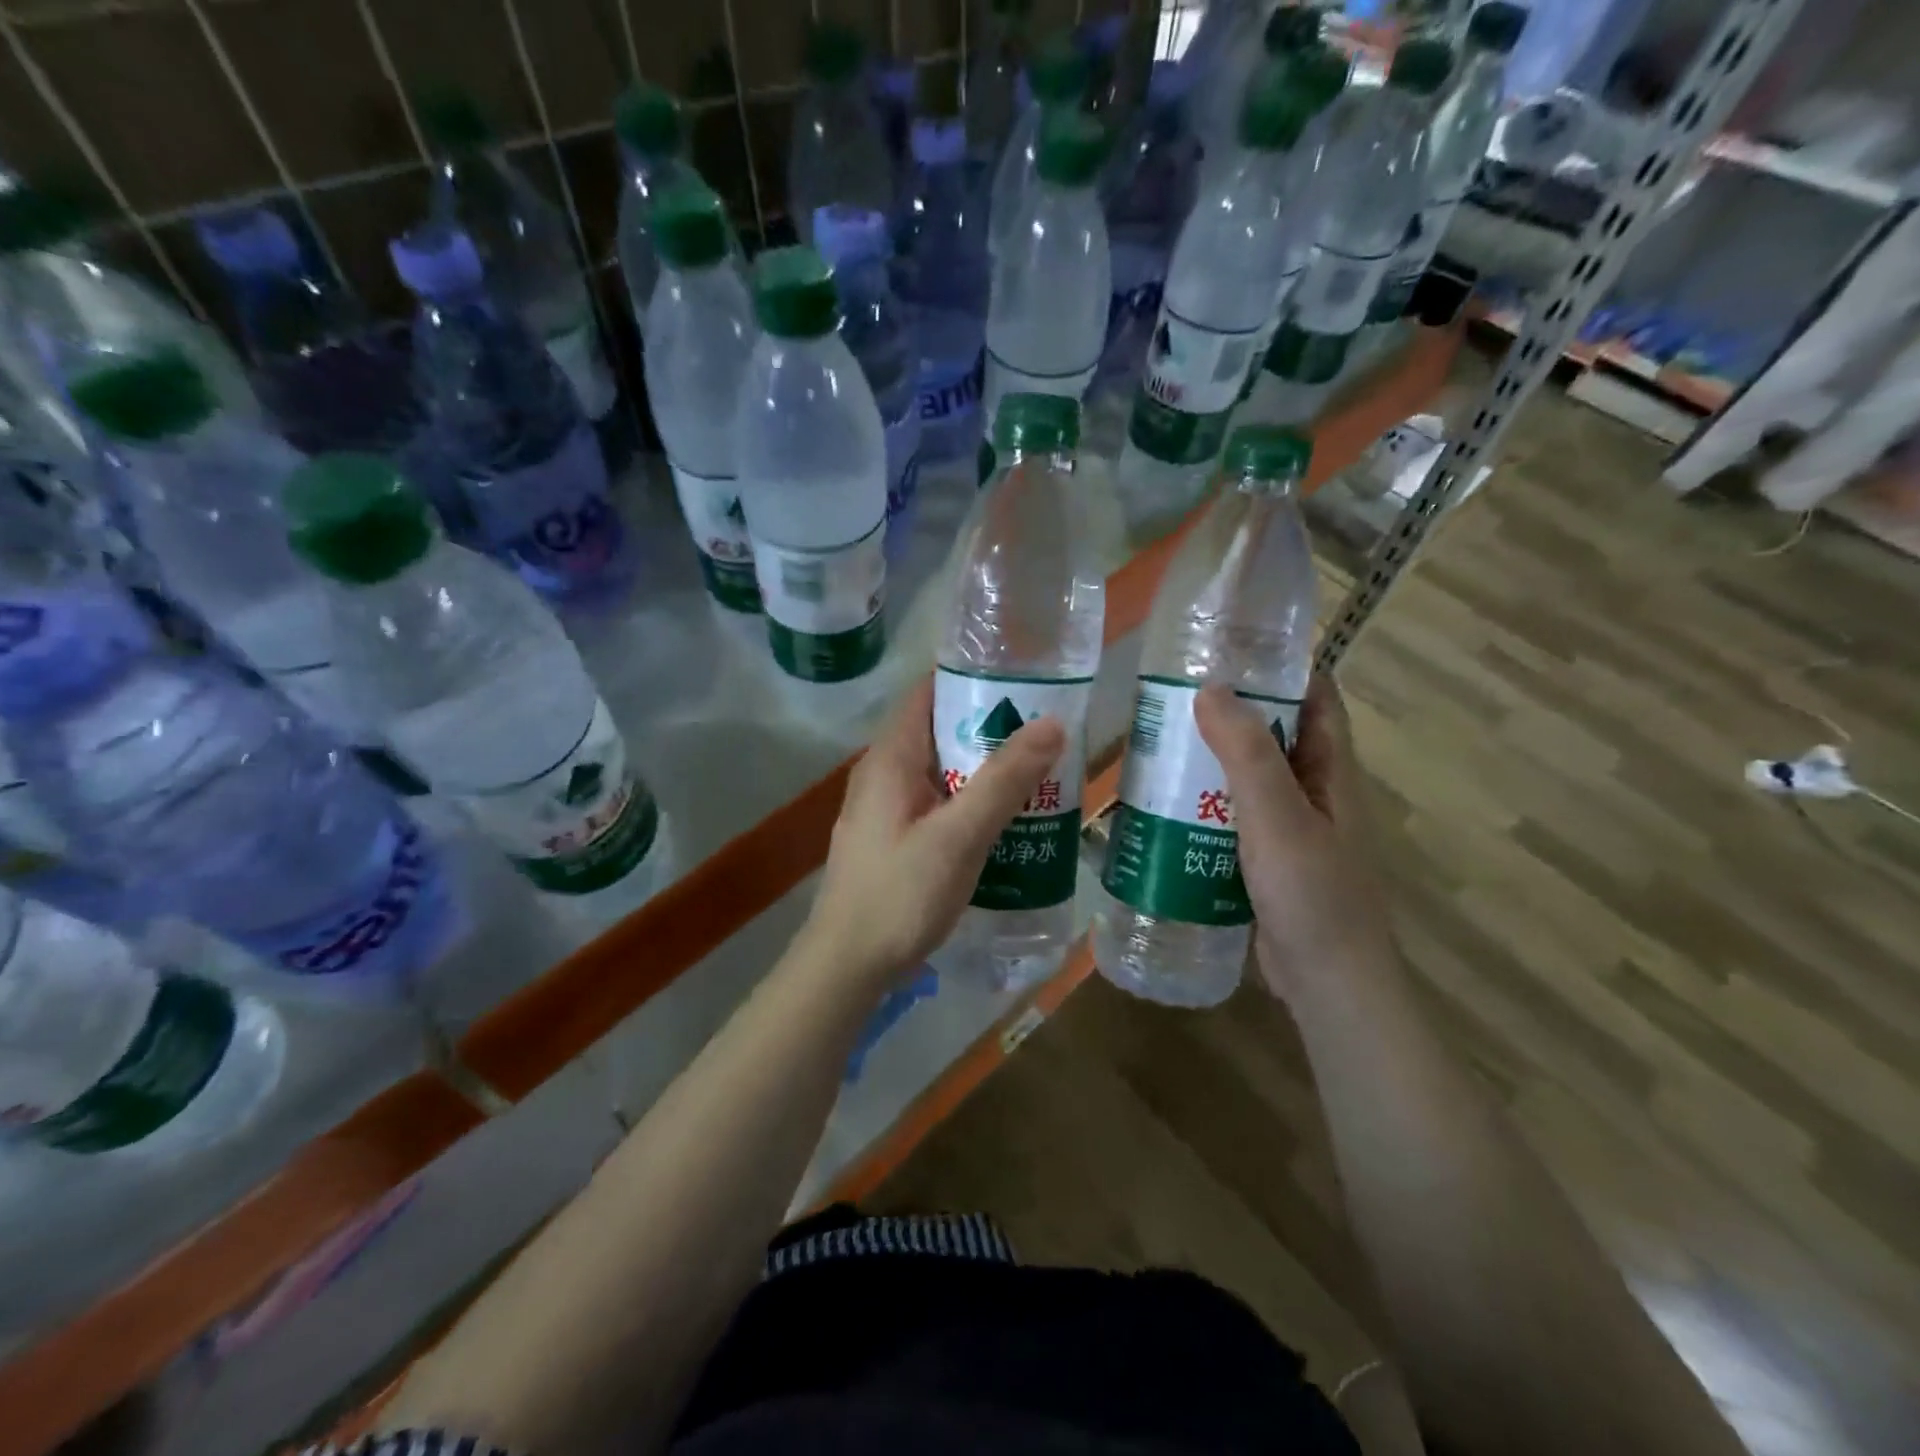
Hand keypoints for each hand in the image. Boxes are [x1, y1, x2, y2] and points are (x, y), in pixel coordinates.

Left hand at [803, 676, 1065, 983]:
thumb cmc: (900, 894)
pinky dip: (969, 801)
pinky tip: (1005, 820)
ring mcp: (885, 808)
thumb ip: (1004, 780)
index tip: (1023, 677)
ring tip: (1038, 770)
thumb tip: (1052, 722)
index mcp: (890, 758)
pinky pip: (937, 803)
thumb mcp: (959, 836)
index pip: (928, 692)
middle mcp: (883, 773)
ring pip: (941, 771)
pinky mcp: (893, 839)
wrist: (847, 966)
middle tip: (1046, 729)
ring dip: (983, 768)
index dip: (972, 678)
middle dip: (989, 727)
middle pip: (939, 731)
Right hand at [1194, 674, 1393, 999]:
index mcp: (1330, 771)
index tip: (1231, 647)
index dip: (1282, 668)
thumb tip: (1209, 687)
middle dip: (1231, 711)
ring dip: (1210, 759)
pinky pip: (1231, 817)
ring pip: (1247, 778)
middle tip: (1171, 694)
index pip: (1316, 699)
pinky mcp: (1265, 861)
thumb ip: (1246, 753)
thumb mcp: (1277, 816)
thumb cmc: (1313, 894)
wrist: (1327, 984)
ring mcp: (1290, 829)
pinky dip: (1202, 804)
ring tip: (1157, 741)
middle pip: (1274, 735)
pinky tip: (1162, 805)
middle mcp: (1314, 793)